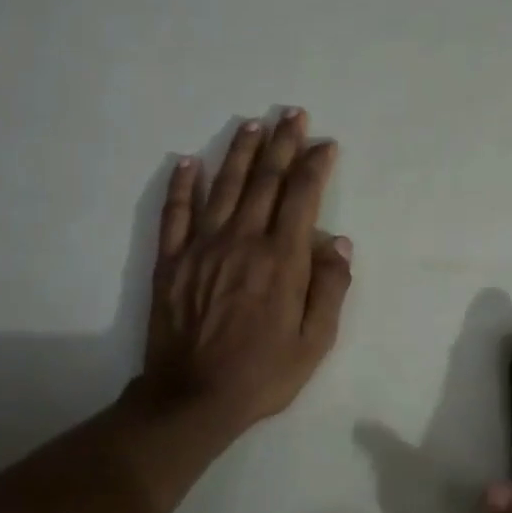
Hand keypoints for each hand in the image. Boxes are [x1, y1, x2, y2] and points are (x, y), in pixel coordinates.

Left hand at [140, 109, 352, 436]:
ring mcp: (202, 247)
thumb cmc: (263, 374)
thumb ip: (330, 288)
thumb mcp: (315, 342)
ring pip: (224, 187)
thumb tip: (340, 242)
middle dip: (283, 144)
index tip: (325, 144)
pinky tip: (190, 161)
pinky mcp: (171, 261)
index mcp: (282, 260)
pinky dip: (183, 184)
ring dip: (241, 153)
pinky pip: (176, 212)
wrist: (193, 397)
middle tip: (293, 115)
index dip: (315, 166)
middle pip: (265, 181)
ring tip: (254, 125)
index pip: (302, 197)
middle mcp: (243, 241)